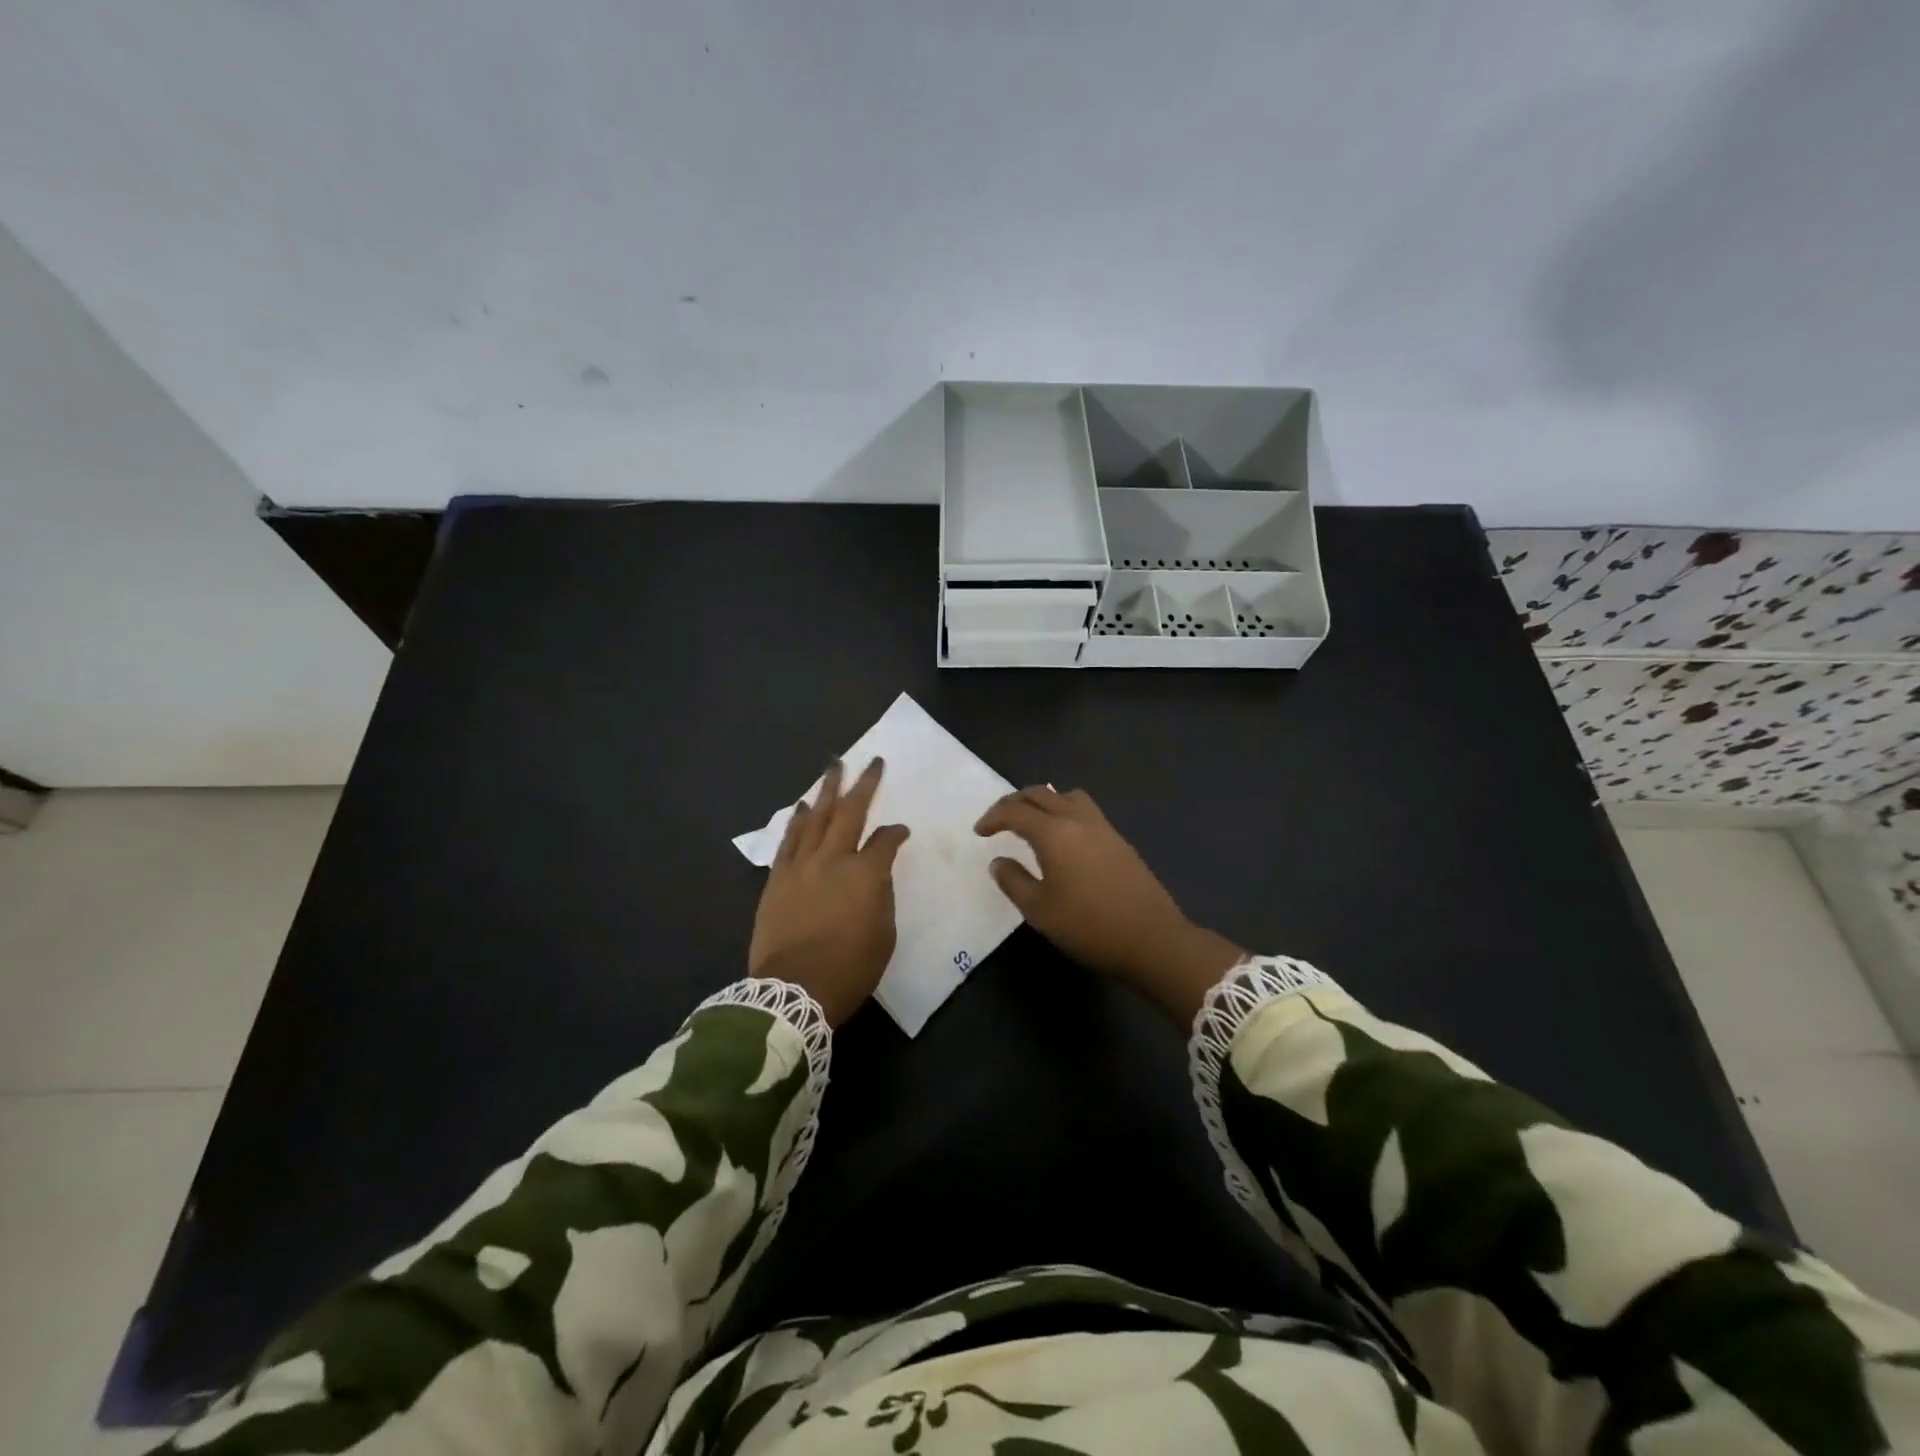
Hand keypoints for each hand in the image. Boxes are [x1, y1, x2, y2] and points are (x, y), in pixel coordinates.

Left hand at [750, 757, 909, 1026]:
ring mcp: (801, 866)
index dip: (895, 833)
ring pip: (816, 818)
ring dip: (827, 791)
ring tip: (833, 767)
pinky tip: (804, 806)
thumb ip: (881, 896)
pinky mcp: (777, 879)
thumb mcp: (883, 935)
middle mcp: (833, 859)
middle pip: (850, 812)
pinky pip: (789, 840)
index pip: (885, 840)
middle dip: (863, 784)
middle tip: (870, 761)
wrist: (792, 991)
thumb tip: (875, 875)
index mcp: (866, 874)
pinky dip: (798, 820)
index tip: (901, 831)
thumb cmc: (849, 969)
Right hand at [975, 786, 1242, 1024]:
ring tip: (1031, 821)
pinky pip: (1083, 809)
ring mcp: (1102, 826)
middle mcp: (1077, 819)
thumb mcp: (1039, 910)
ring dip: (1042, 801)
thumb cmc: (1088, 925)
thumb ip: (1013, 881)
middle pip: (1039, 794)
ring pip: (1065, 796)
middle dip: (1014, 802)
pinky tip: (1061, 837)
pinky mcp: (1118, 839)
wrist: (1151, 938)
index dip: (993, 818)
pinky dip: (1063, 811)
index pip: (1015, 811)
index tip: (979, 832)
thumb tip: (999, 862)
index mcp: (1054, 832)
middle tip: (998, 820)